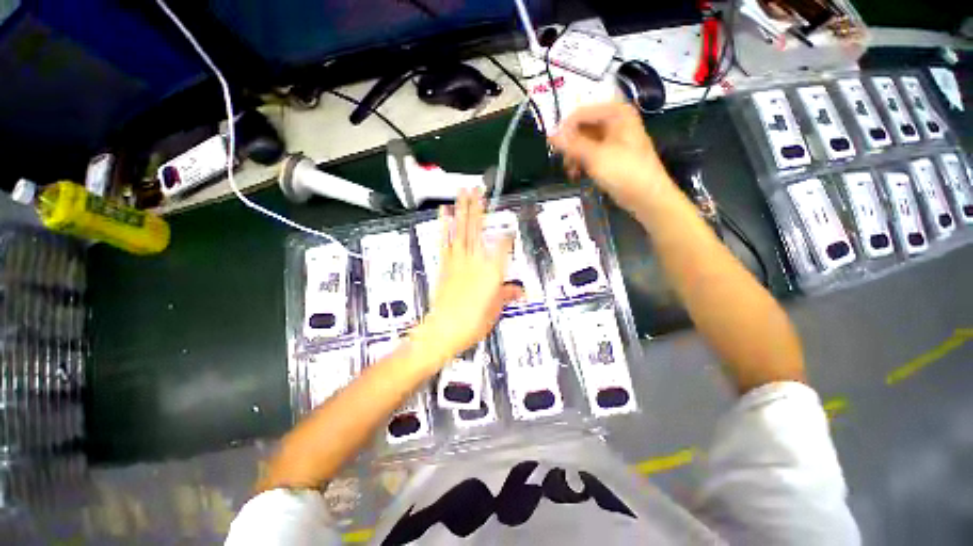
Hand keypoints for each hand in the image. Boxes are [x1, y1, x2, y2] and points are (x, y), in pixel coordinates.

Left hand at [412, 190, 521, 366]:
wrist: (444, 329)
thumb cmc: (473, 323)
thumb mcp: (495, 310)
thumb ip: (507, 295)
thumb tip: (520, 291)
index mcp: (492, 271)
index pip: (502, 246)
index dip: (506, 235)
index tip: (509, 226)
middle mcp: (475, 260)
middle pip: (478, 230)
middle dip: (479, 207)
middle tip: (478, 189)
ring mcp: (458, 260)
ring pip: (461, 230)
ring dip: (463, 209)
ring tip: (463, 191)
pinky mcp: (444, 264)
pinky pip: (445, 241)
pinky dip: (444, 225)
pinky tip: (444, 212)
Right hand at [549, 102, 673, 211]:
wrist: (647, 197)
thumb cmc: (624, 172)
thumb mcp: (595, 156)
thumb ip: (571, 144)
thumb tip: (550, 135)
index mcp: (616, 113)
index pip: (580, 113)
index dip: (564, 129)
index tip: (553, 148)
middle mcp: (615, 121)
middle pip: (581, 127)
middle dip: (570, 146)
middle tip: (563, 163)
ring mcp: (613, 139)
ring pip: (584, 142)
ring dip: (574, 156)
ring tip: (571, 172)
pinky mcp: (611, 155)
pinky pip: (590, 153)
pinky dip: (581, 163)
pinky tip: (577, 175)